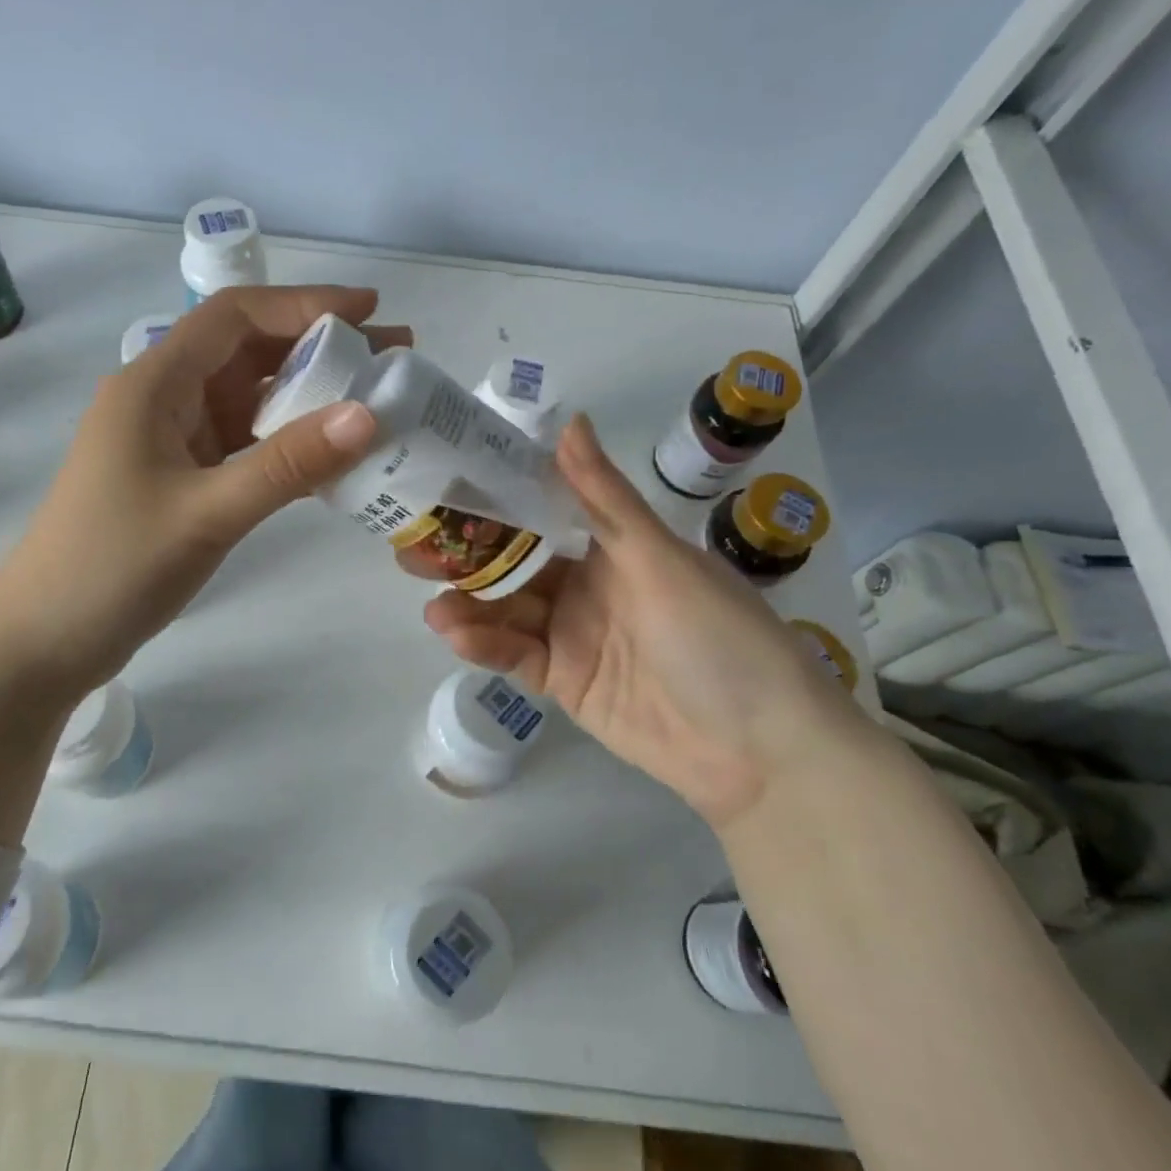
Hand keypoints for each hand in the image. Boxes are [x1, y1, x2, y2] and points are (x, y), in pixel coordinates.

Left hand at [0, 286, 409, 696]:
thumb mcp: (207, 513)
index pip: (235, 318)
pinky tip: (329, 454)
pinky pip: (242, 444)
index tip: (371, 309)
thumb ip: (288, 464)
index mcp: (154, 384)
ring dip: (306, 397)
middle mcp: (161, 400)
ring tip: (373, 402)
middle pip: (246, 353)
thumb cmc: (112, 568)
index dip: (304, 304)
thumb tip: (369, 415)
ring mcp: (169, 442)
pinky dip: (285, 442)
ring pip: (247, 401)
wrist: (45, 639)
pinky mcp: (178, 479)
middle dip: (318, 348)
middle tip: (392, 359)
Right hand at [423, 415, 870, 827]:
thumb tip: (569, 421)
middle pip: (514, 564)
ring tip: (432, 602)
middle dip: (467, 556)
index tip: (444, 482)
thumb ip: (604, 499)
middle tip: (411, 547)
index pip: (543, 511)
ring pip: (507, 611)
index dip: (496, 498)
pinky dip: (485, 645)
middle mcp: (586, 584)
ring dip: (470, 605)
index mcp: (612, 546)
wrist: (758, 750)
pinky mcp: (562, 681)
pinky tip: (455, 635)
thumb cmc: (717, 636)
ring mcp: (571, 634)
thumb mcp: (659, 560)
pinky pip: (515, 656)